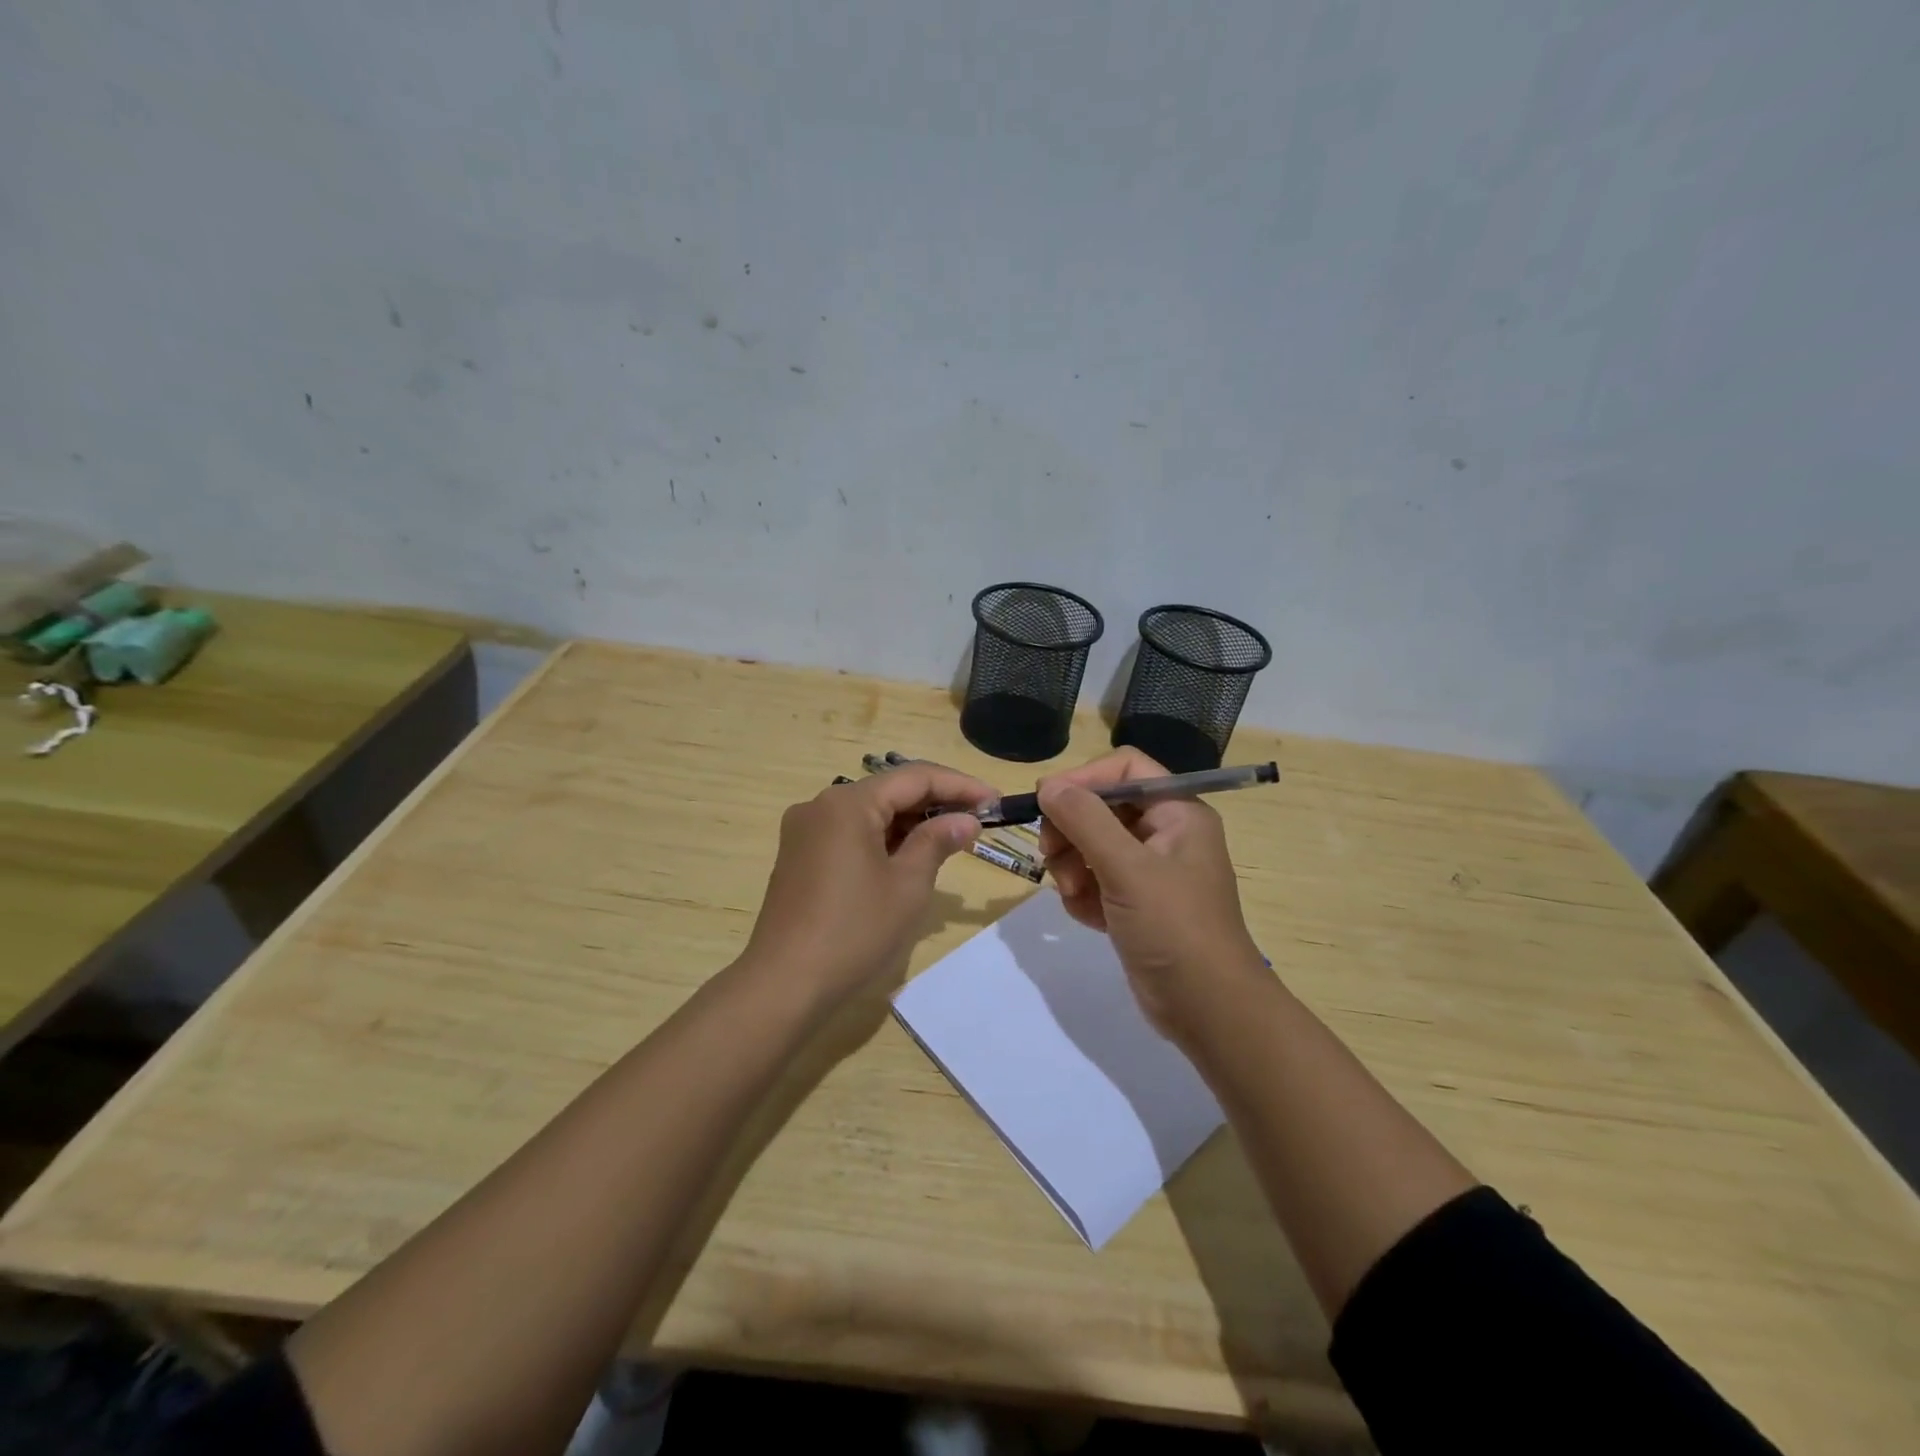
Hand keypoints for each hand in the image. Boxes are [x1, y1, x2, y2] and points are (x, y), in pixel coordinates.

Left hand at [742, 761, 993, 1007]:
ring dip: (910, 823)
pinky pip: (850, 833)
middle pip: (889, 791)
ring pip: (870, 813)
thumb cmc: (854, 931)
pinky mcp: (799, 856)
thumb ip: (937, 841)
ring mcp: (805, 831)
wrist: (784, 984)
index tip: (995, 802)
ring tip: (951, 840)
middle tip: (978, 822)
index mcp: (848, 803)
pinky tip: (909, 858)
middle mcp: (821, 805)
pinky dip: (883, 839)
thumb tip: (966, 819)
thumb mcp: (908, 885)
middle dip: (935, 804)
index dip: (960, 786)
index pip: (915, 777)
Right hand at [1037, 748, 1266, 1041]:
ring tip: (1076, 896)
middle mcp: (1164, 833)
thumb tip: (1047, 785)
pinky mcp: (1134, 902)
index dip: (1084, 779)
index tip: (1046, 802)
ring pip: (1091, 845)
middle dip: (1072, 831)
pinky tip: (1088, 918)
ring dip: (1073, 868)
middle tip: (1051, 855)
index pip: (1125, 768)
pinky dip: (1083, 895)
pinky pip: (1094, 879)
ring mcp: (1149, 870)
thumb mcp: (1128, 869)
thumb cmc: (1175, 929)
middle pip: (1101, 806)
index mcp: (1177, 812)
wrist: (1207, 1010)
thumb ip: (1085, 820)